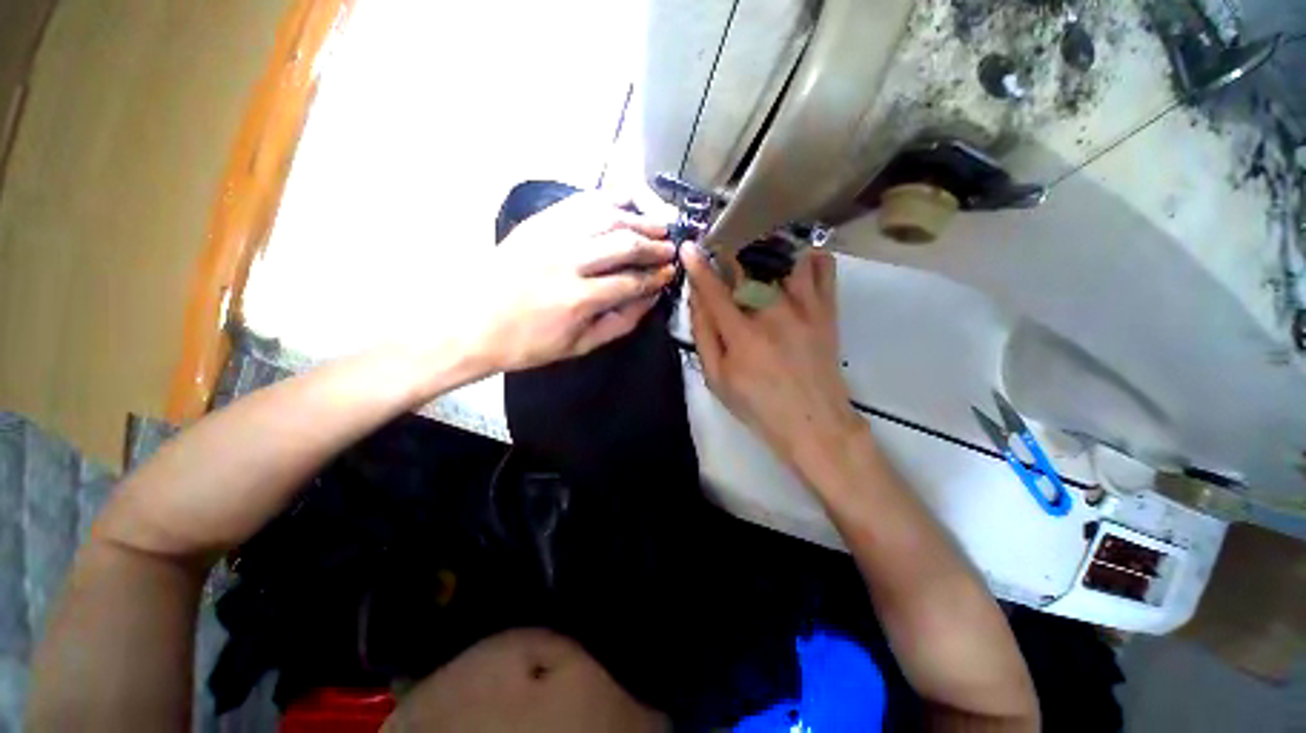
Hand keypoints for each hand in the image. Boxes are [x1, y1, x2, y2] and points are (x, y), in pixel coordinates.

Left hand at [471, 193, 676, 371]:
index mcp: (578, 299)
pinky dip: (608, 199)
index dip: (655, 277)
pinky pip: (581, 202)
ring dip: (638, 219)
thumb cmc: (528, 343)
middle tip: (670, 247)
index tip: (670, 273)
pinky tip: (625, 204)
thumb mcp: (579, 346)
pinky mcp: (538, 222)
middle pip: (624, 244)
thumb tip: (650, 299)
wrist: (472, 323)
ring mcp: (551, 235)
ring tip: (657, 224)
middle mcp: (568, 261)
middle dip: (654, 245)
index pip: (631, 281)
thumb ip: (620, 323)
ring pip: (606, 217)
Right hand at [684, 246, 863, 474]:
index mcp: (742, 334)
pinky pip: (823, 267)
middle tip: (720, 252)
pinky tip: (794, 262)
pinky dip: (808, 257)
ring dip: (765, 250)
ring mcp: (805, 308)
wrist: (814, 422)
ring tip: (756, 252)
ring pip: (784, 258)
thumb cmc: (758, 405)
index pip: (714, 290)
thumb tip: (696, 299)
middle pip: (747, 268)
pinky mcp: (827, 310)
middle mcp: (774, 312)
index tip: (689, 246)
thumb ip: (704, 336)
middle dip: (728, 255)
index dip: (698, 266)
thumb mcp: (717, 379)